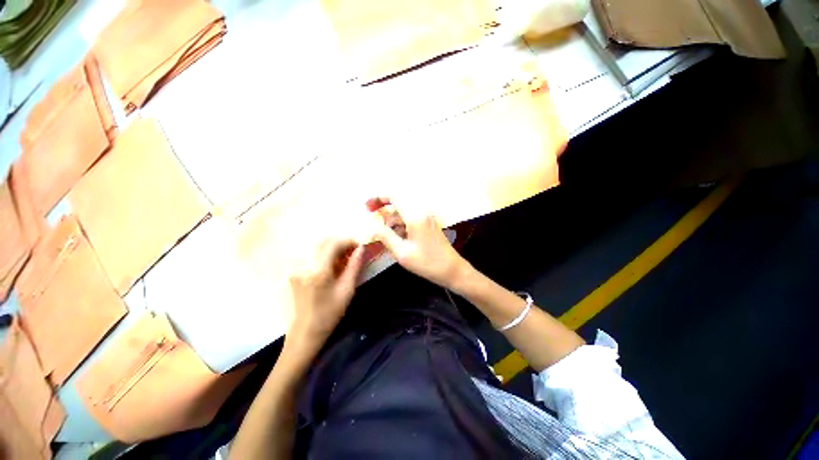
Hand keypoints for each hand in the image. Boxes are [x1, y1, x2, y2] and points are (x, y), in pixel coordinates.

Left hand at [284, 237, 364, 363]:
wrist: (306, 332)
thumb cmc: (330, 313)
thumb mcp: (347, 290)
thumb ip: (354, 266)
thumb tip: (361, 248)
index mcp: (318, 271)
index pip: (333, 244)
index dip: (348, 241)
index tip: (359, 247)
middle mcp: (304, 265)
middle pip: (324, 242)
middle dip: (341, 244)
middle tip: (353, 253)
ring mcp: (296, 267)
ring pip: (317, 247)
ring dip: (333, 248)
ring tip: (344, 260)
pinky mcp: (294, 270)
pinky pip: (312, 254)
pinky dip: (325, 255)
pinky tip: (332, 265)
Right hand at [367, 197, 470, 289]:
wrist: (452, 269)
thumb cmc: (427, 263)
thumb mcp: (402, 252)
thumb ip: (385, 236)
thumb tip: (371, 225)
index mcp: (415, 215)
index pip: (394, 195)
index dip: (378, 198)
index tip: (367, 207)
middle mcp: (422, 210)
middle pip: (398, 200)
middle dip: (383, 207)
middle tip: (371, 217)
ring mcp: (426, 216)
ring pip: (403, 210)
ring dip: (391, 217)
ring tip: (381, 232)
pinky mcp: (428, 222)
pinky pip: (410, 216)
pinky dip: (400, 223)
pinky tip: (395, 236)